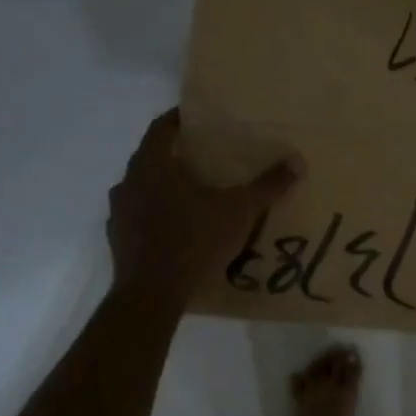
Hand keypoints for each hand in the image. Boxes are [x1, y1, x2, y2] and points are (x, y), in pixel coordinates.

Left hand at [108, 109, 302, 306]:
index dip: (180, 119)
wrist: (151, 296)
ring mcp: (119, 213)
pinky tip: (178, 227)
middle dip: (176, 154)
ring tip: (194, 192)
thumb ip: (267, 186)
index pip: (161, 127)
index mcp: (151, 165)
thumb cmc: (192, 242)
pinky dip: (156, 214)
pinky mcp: (117, 240)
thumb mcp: (238, 212)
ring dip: (164, 186)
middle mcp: (128, 182)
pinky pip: (138, 216)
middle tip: (206, 156)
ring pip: (143, 187)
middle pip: (151, 156)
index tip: (201, 118)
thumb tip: (298, 162)